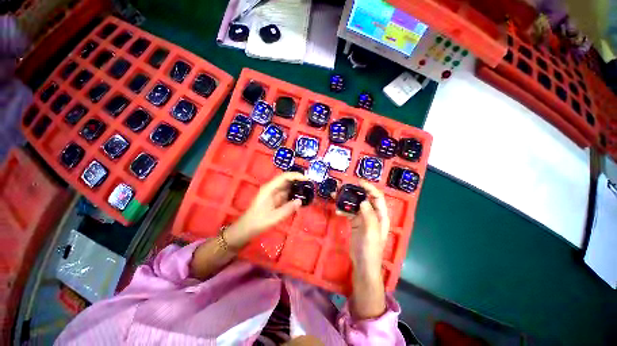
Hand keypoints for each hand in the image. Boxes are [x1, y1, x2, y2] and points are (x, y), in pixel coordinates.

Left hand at [234, 172, 307, 236]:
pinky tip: (301, 199)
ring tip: (308, 191)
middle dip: (299, 181)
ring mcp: (274, 194)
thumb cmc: (258, 222)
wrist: (246, 229)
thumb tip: (300, 201)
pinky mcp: (275, 200)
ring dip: (297, 188)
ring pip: (288, 187)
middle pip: (287, 180)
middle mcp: (272, 188)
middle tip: (310, 185)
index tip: (307, 179)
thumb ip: (288, 209)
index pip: (284, 177)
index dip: (296, 176)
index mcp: (270, 188)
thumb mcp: (274, 217)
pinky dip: (294, 195)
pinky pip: (287, 194)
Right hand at [345, 181, 390, 277]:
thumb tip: (363, 201)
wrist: (363, 265)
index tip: (358, 182)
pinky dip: (343, 210)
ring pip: (355, 204)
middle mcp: (372, 214)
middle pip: (364, 198)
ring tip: (335, 195)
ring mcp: (363, 218)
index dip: (369, 188)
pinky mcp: (355, 223)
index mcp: (381, 215)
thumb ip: (369, 216)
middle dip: (355, 192)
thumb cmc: (371, 250)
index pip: (377, 197)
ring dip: (346, 200)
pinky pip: (349, 212)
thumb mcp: (371, 232)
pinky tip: (337, 211)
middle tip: (343, 187)